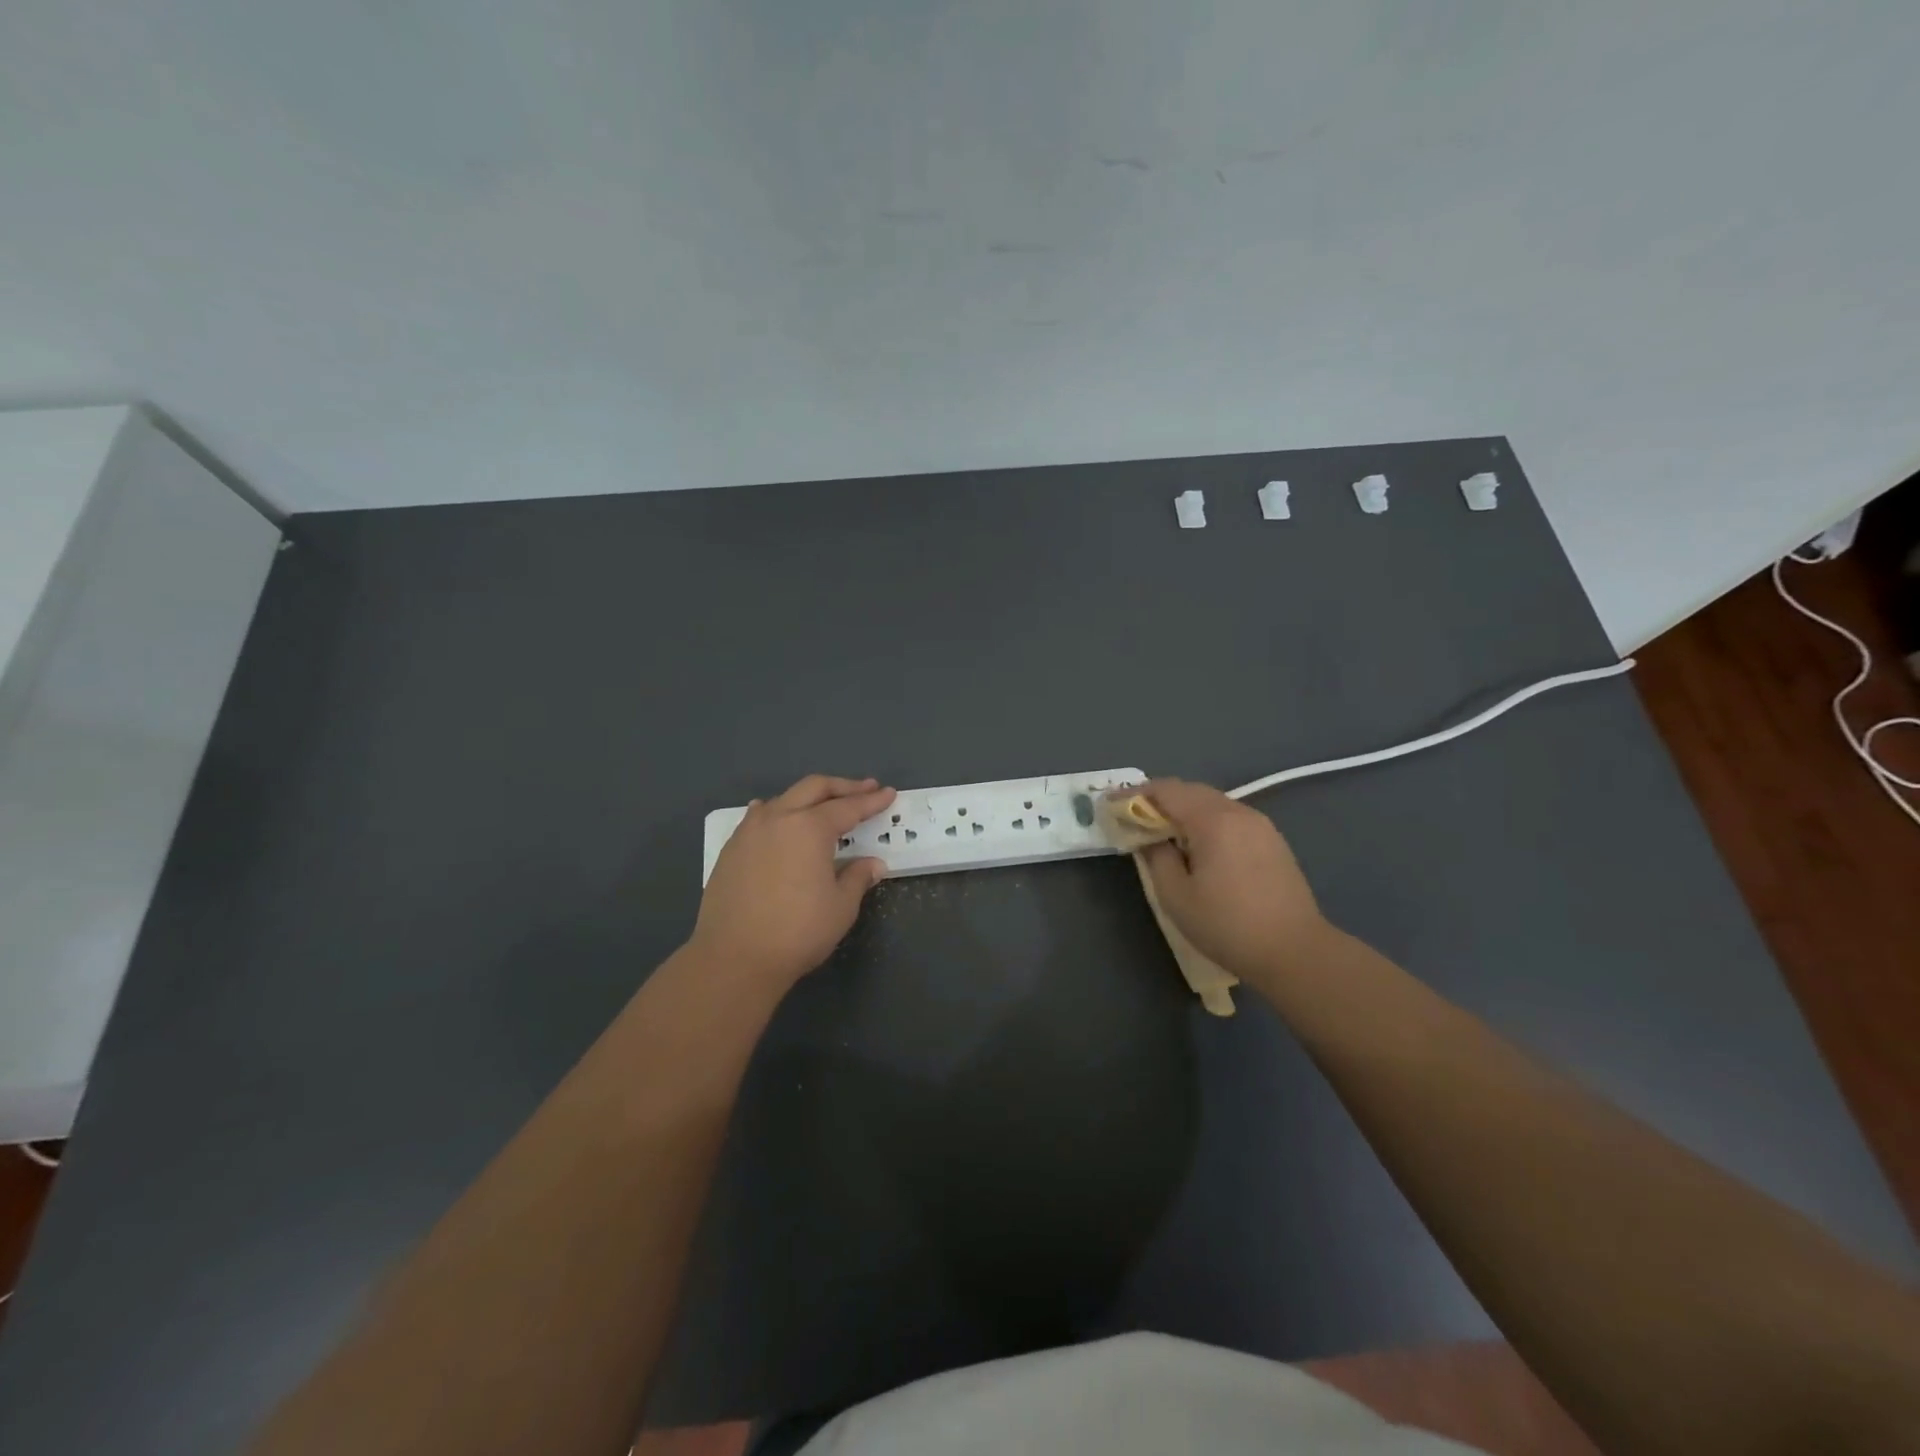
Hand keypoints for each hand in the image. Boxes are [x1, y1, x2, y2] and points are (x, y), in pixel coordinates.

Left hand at [689, 774, 895, 992]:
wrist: (734, 957)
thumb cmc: (797, 932)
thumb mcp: (840, 907)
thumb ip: (858, 878)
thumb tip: (873, 864)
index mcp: (810, 828)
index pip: (848, 807)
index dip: (871, 801)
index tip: (888, 793)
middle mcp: (778, 818)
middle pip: (814, 788)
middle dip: (843, 787)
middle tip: (865, 788)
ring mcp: (750, 831)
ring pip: (783, 798)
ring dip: (809, 797)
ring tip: (824, 804)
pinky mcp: (731, 849)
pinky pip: (759, 817)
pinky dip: (777, 812)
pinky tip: (777, 818)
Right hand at [1135, 778, 1333, 986]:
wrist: (1296, 952)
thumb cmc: (1228, 925)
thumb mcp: (1176, 896)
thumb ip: (1156, 858)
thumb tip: (1149, 838)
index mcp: (1213, 820)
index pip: (1167, 791)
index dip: (1135, 794)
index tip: (1112, 803)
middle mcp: (1239, 812)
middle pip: (1191, 791)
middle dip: (1160, 799)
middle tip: (1134, 816)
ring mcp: (1261, 825)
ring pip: (1213, 804)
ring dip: (1184, 810)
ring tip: (1163, 831)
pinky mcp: (1273, 841)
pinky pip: (1230, 818)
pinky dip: (1206, 821)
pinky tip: (1198, 845)